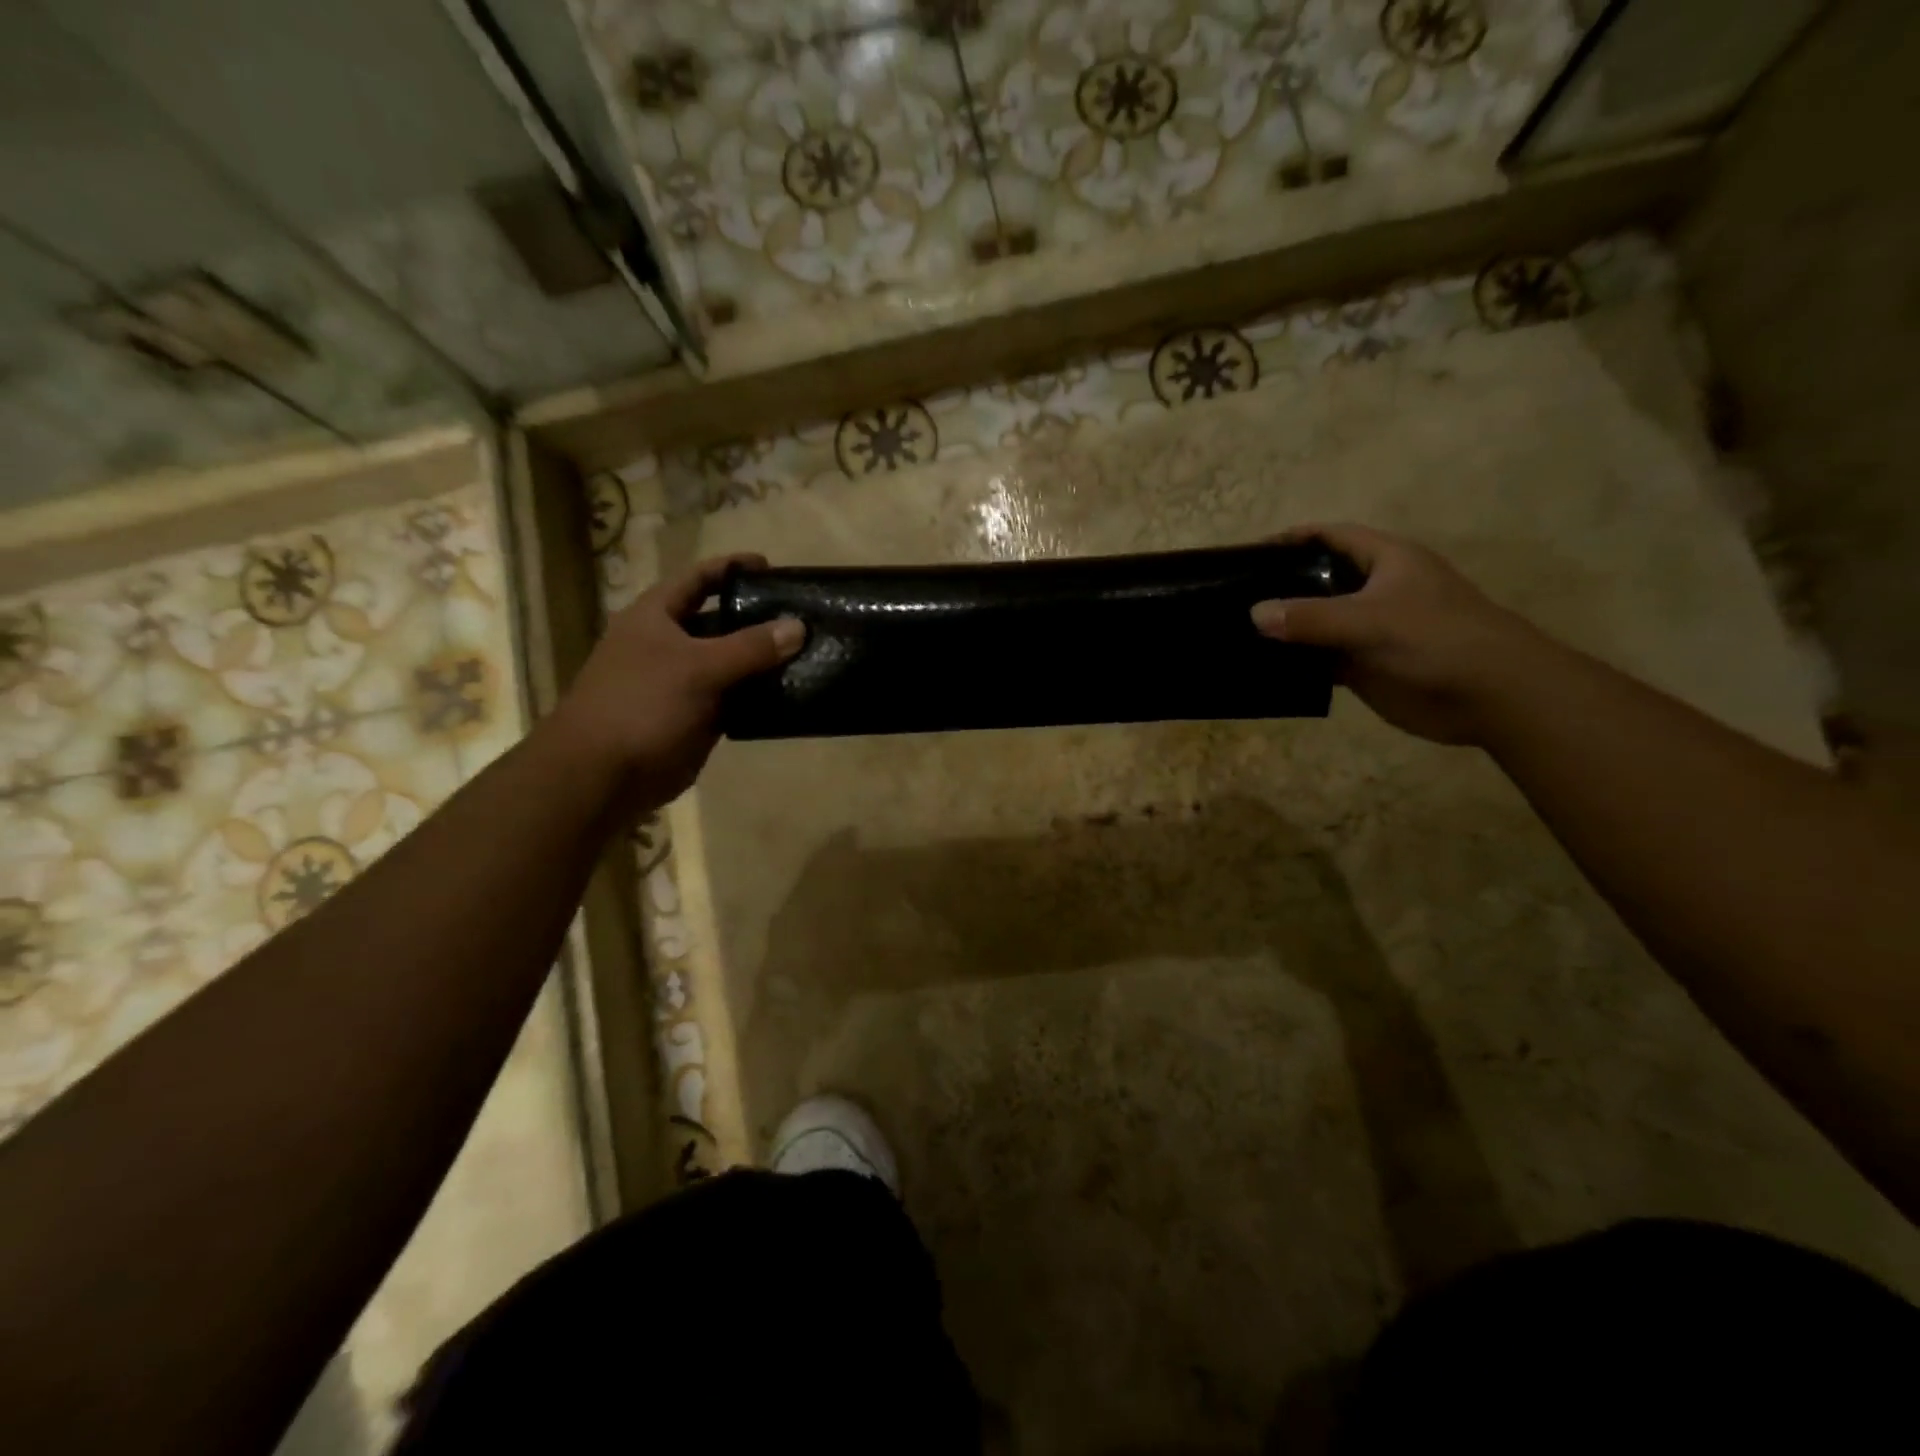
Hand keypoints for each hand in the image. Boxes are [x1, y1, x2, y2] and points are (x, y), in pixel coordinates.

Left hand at [559, 554, 803, 803]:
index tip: (772, 567)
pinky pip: (733, 698)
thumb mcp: (699, 668)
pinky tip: (790, 693)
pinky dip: (758, 695)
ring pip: (730, 663)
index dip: (732, 568)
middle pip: (719, 621)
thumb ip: (750, 647)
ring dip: (763, 660)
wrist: (603, 775)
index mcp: (655, 616)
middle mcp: (668, 644)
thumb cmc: (642, 705)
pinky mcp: (694, 717)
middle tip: (801, 616)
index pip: (698, 578)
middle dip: (757, 618)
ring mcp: (681, 682)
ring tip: (807, 653)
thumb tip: (798, 626)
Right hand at [1251, 524, 1545, 744]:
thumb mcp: (1370, 620)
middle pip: (1318, 580)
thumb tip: (1254, 613)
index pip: (1332, 536)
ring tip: (1237, 633)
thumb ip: (1310, 618)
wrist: (1491, 695)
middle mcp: (1374, 590)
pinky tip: (1264, 668)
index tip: (1251, 553)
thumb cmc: (1436, 639)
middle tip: (1233, 598)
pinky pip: (1321, 658)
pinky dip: (1296, 663)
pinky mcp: (1365, 665)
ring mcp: (1369, 630)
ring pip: (1316, 623)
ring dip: (1284, 629)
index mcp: (1386, 561)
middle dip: (1280, 586)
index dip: (1294, 539)